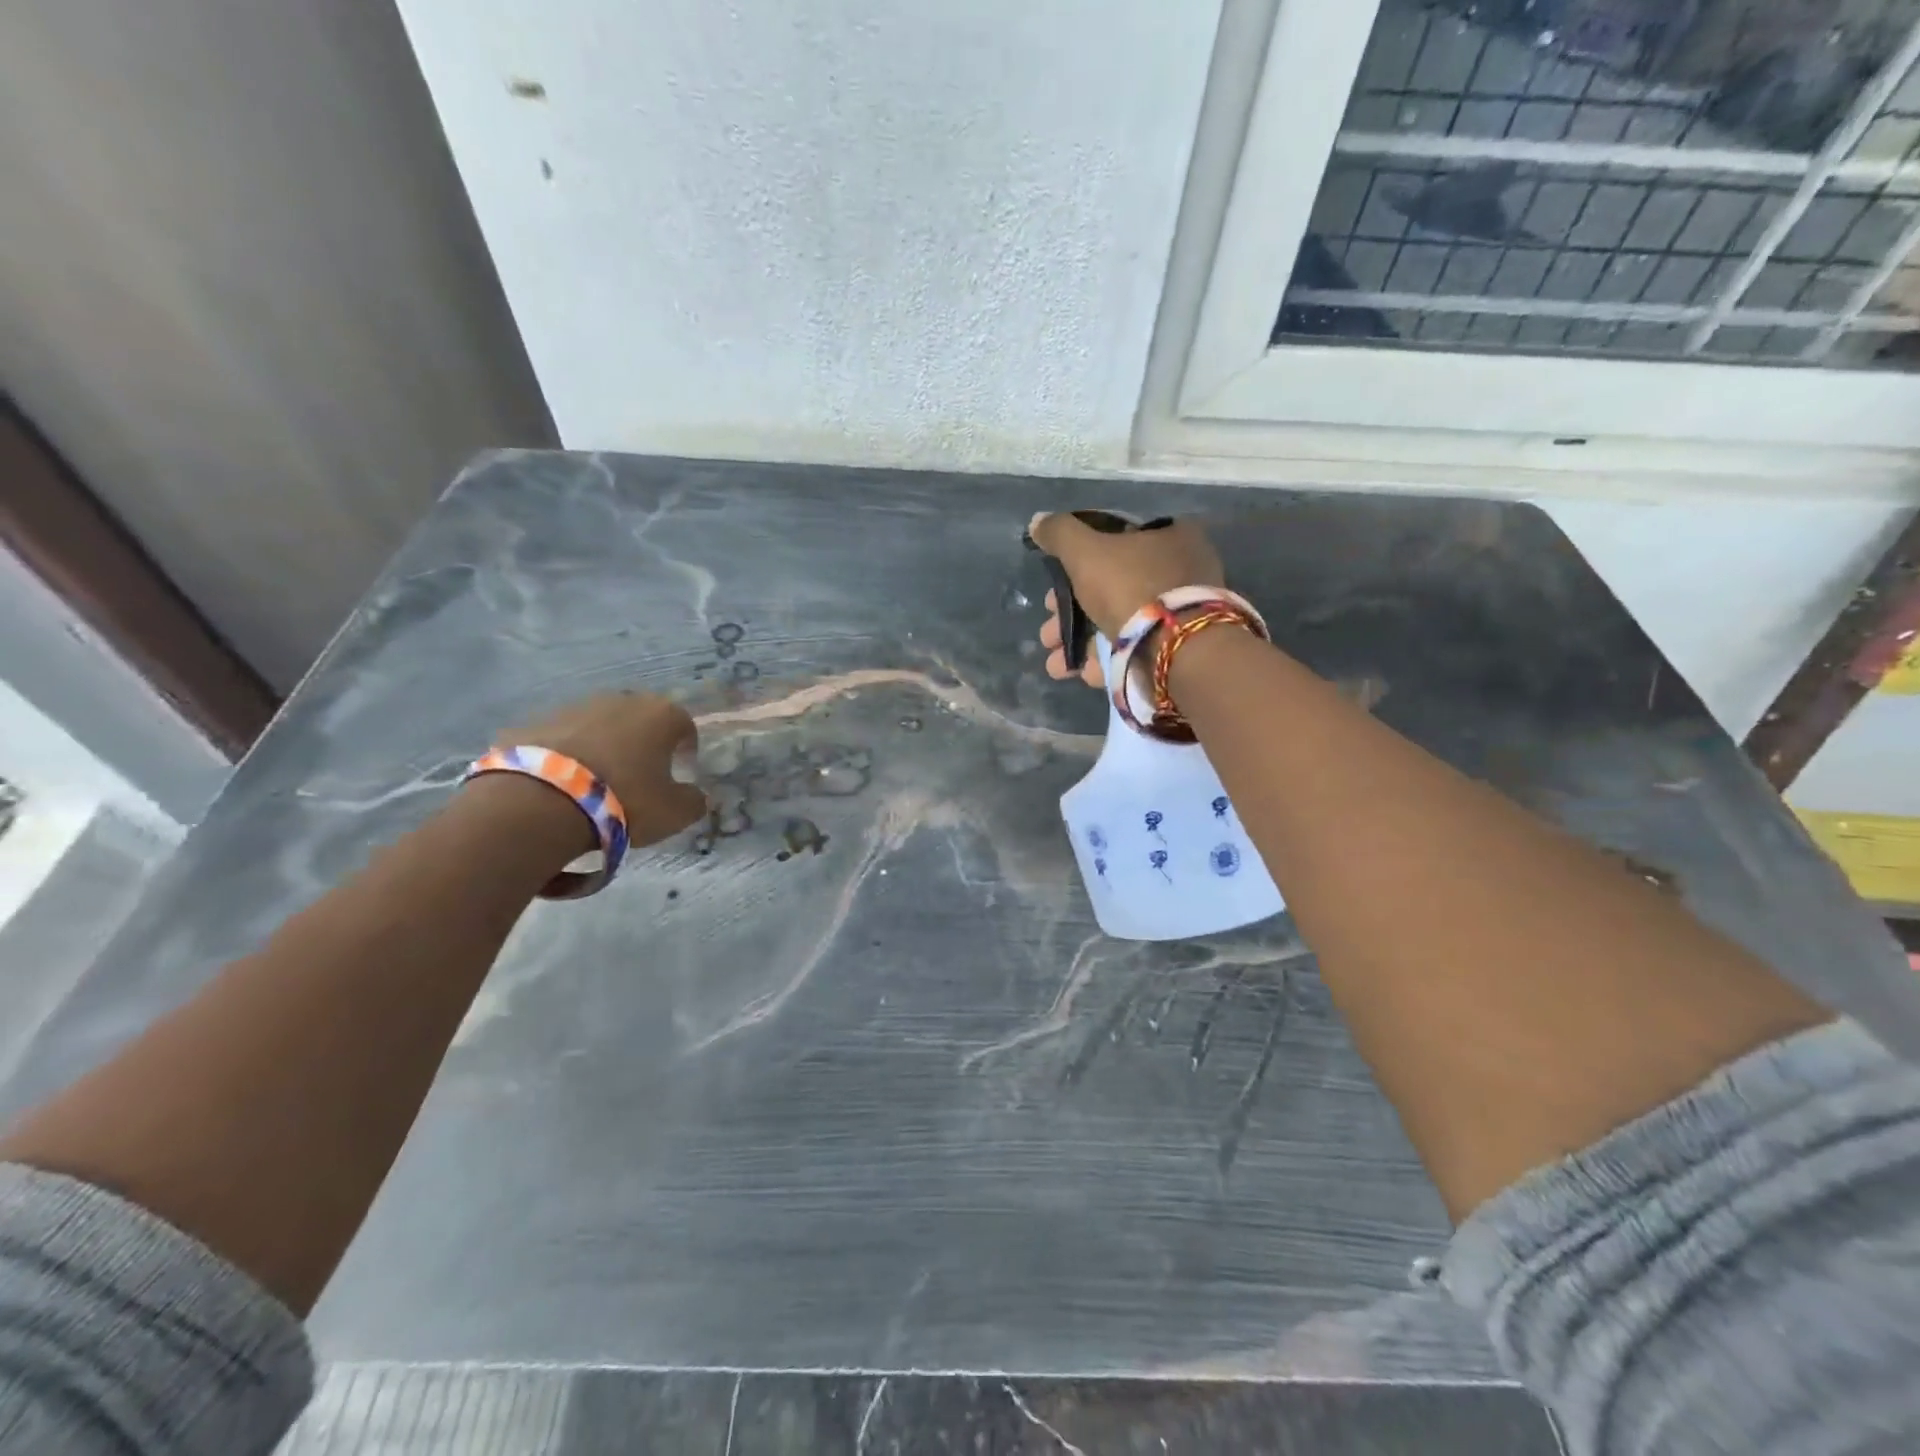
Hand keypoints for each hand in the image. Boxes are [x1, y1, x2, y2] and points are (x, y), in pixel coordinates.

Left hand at [499, 692, 708, 847]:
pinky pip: (561, 739)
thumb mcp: (674, 812)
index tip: (682, 769)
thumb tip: (696, 795)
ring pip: (599, 725)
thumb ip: (693, 801)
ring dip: (603, 745)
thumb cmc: (624, 800)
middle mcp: (621, 700)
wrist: (541, 800)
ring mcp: (574, 707)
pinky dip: (566, 755)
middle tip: (640, 773)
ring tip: (597, 780)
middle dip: (643, 741)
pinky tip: (561, 784)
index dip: (686, 748)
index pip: (684, 725)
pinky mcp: (535, 722)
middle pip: (640, 719)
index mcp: (661, 715)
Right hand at [1028, 512, 1224, 687]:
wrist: (1176, 649)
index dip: (1075, 565)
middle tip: (1048, 635)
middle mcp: (1178, 571)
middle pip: (1110, 588)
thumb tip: (1038, 521)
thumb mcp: (1086, 552)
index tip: (1051, 591)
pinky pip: (1135, 649)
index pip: (1112, 543)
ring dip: (1081, 644)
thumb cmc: (1131, 587)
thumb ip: (1060, 534)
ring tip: (1056, 665)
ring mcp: (1179, 612)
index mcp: (1167, 536)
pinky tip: (1083, 674)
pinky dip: (1106, 661)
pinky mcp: (1177, 647)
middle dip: (1070, 616)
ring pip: (1118, 623)